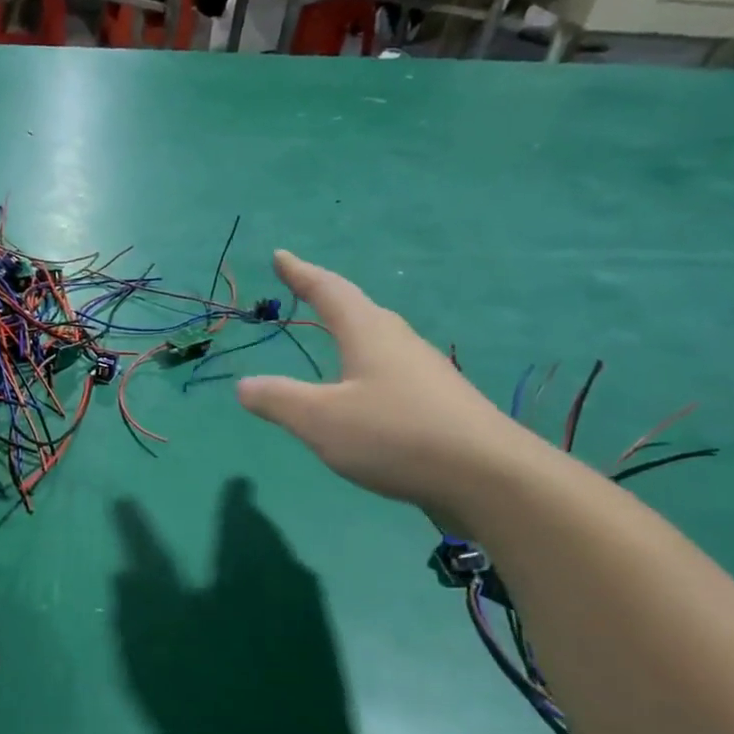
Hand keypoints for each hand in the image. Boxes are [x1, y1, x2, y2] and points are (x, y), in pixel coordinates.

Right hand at [237, 252, 537, 522]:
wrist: (488, 477)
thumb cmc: (395, 435)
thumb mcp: (320, 420)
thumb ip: (278, 400)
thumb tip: (244, 385)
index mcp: (369, 334)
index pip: (329, 291)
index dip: (301, 273)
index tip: (280, 255)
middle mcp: (399, 343)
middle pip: (359, 311)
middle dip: (327, 299)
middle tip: (304, 293)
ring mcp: (424, 373)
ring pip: (378, 342)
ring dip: (350, 335)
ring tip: (331, 340)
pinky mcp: (438, 404)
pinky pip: (390, 372)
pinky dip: (364, 369)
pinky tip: (362, 395)